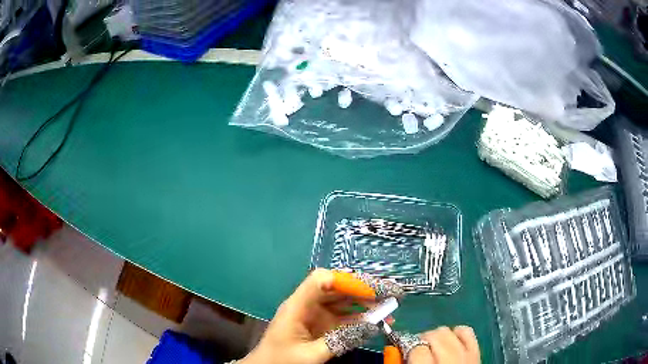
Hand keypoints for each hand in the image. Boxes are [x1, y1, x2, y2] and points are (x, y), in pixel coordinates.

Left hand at [240, 269, 396, 363]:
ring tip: (390, 307)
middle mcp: (307, 305)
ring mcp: (315, 315)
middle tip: (391, 293)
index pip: (320, 280)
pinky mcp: (321, 325)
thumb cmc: (281, 361)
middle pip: (337, 288)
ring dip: (366, 304)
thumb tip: (374, 326)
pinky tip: (378, 321)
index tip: (371, 291)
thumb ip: (342, 340)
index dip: (347, 281)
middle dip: (364, 290)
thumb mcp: (312, 355)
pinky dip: (361, 318)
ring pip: (343, 302)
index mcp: (297, 306)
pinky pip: (344, 317)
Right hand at [408, 326, 479, 363]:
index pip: (417, 347)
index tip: (403, 350)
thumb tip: (396, 349)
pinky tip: (451, 340)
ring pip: (450, 330)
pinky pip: (468, 333)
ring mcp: (467, 353)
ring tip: (433, 345)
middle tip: (416, 348)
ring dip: (439, 335)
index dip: (407, 346)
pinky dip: (458, 333)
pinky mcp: (477, 351)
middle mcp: (451, 358)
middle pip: (435, 334)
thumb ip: (403, 362)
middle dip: (423, 338)